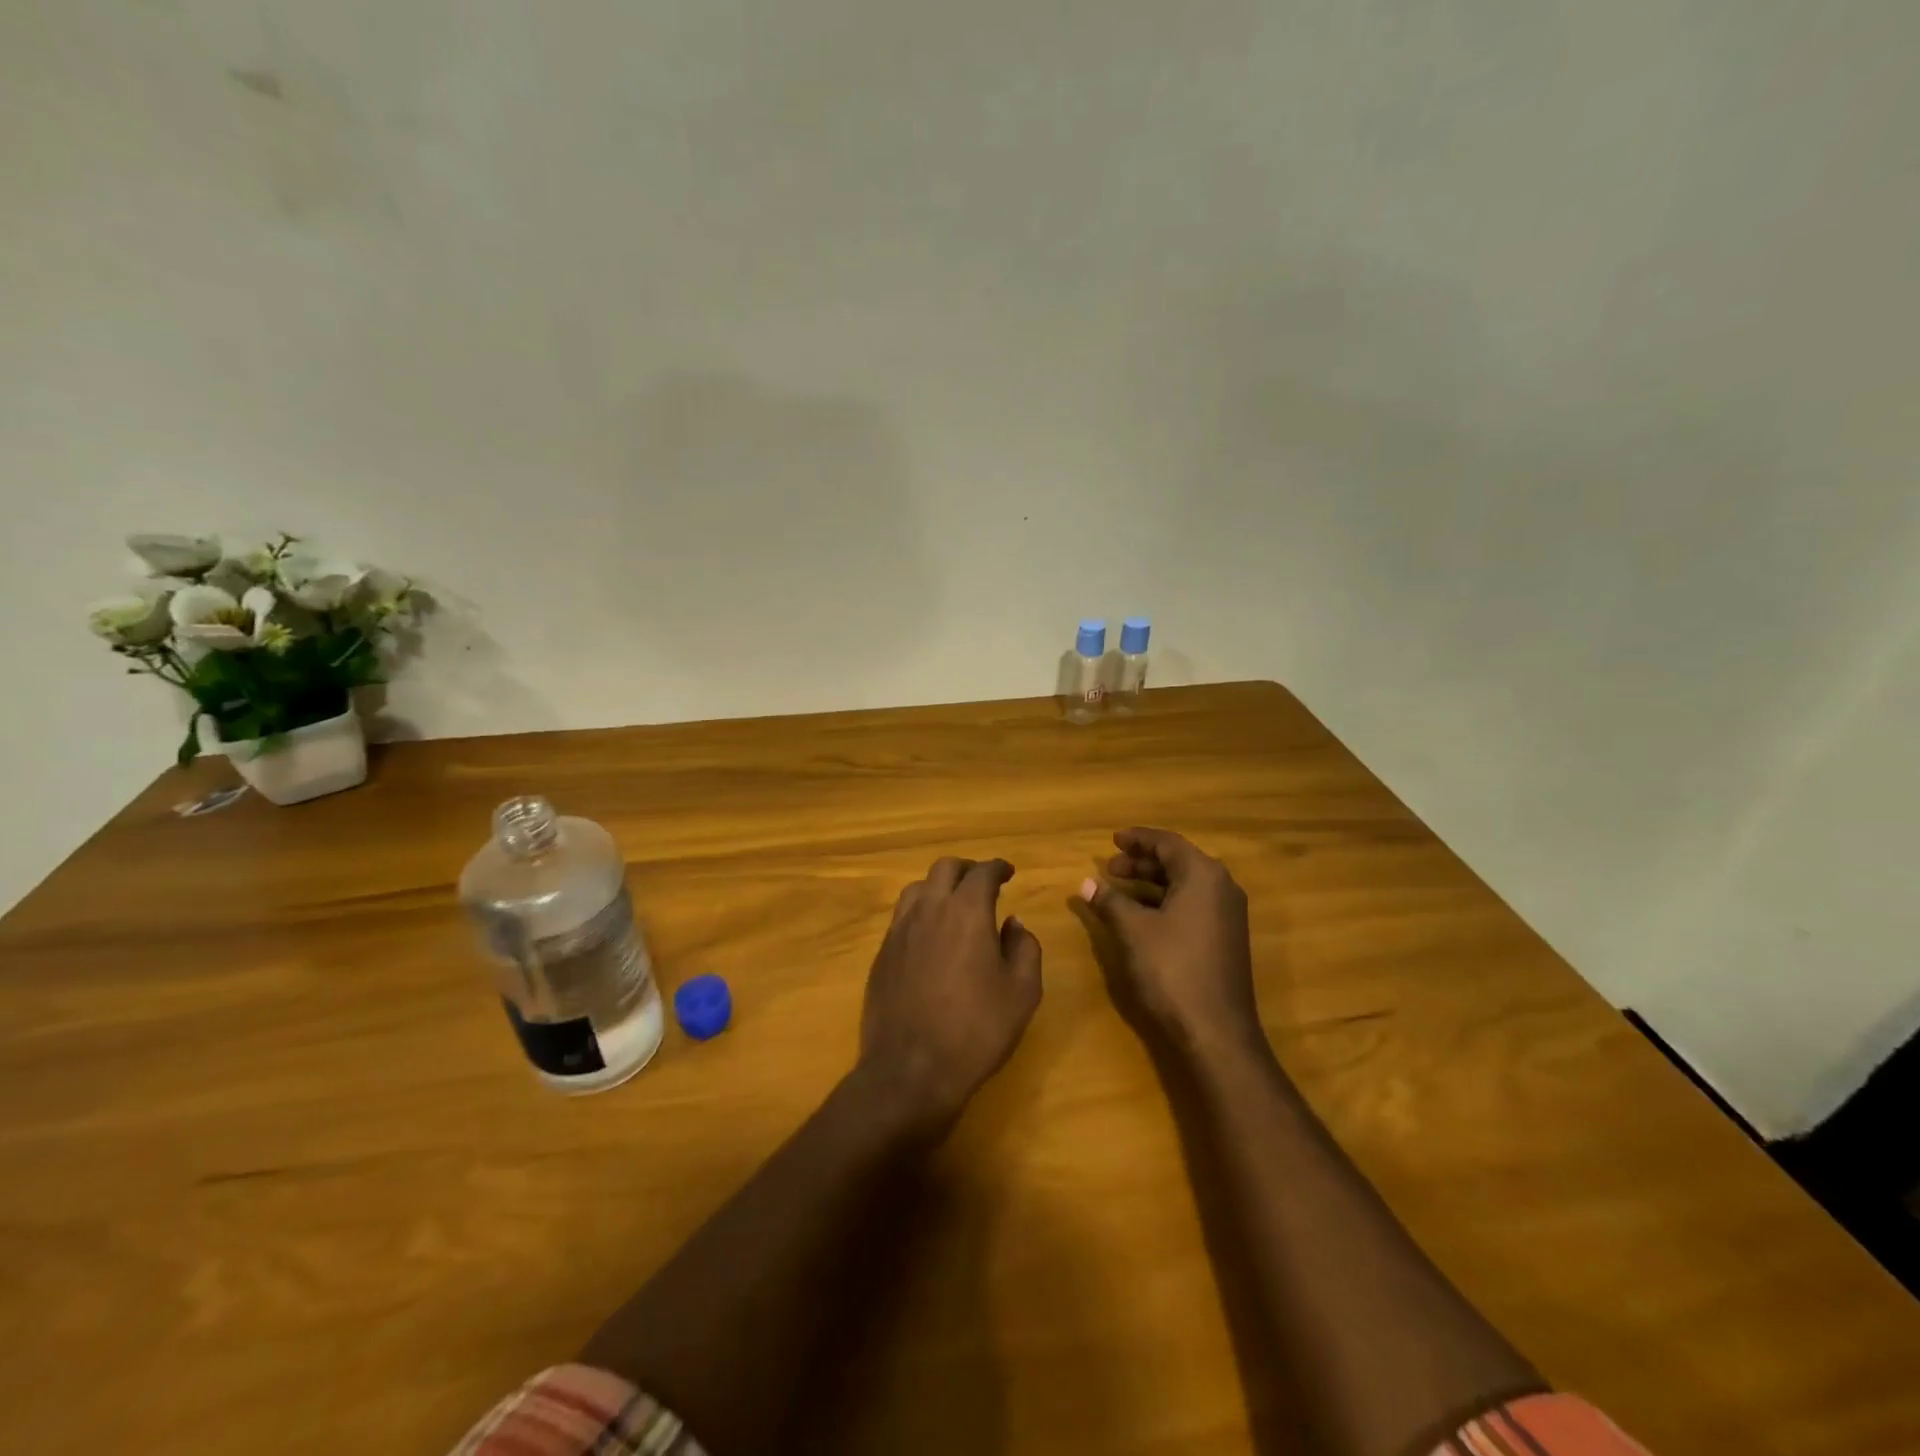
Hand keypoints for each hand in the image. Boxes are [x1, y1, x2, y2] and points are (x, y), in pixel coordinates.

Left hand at [860, 857, 1042, 1126]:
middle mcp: (929, 909)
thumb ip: (1024, 948)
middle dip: (967, 869)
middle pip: (945, 868)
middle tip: (982, 883)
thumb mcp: (1022, 992)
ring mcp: (899, 930)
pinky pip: (902, 916)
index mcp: (966, 911)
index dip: (998, 868)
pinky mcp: (882, 954)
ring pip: (917, 888)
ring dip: (938, 887)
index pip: (982, 872)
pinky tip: (930, 935)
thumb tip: (1013, 923)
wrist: (910, 1069)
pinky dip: (920, 912)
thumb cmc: (976, 1029)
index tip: (1008, 872)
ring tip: (953, 904)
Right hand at [1080, 828, 1261, 1055]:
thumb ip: (1109, 901)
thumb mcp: (1133, 931)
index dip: (1137, 839)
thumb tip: (1085, 883)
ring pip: (1186, 884)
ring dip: (1152, 883)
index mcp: (1203, 875)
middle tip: (1109, 868)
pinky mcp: (1226, 938)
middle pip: (1178, 861)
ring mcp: (1228, 914)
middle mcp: (1222, 887)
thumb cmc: (1172, 969)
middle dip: (1142, 862)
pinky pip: (1193, 904)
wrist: (1216, 1031)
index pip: (1167, 843)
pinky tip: (1142, 915)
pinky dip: (1166, 901)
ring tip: (1119, 890)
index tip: (1113, 840)